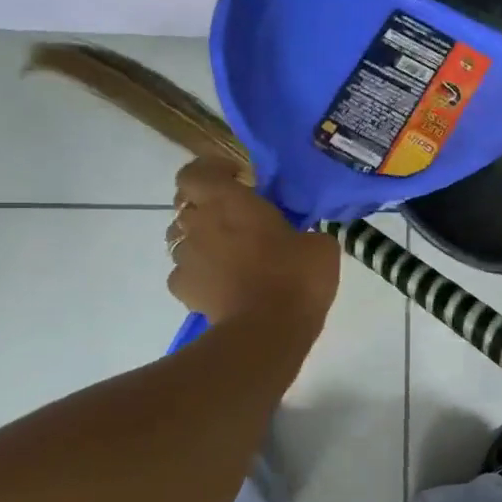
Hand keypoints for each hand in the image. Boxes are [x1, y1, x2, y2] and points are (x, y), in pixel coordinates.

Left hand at [166, 161, 339, 327]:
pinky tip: (223, 283)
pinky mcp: (184, 290)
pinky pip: (185, 272)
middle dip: (207, 205)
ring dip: (202, 239)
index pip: (196, 171)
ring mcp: (185, 258)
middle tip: (236, 217)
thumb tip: (302, 237)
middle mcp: (199, 223)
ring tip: (231, 254)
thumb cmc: (295, 276)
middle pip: (185, 203)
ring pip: (181, 237)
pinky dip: (199, 273)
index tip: (238, 178)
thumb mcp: (320, 245)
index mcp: (228, 201)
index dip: (211, 170)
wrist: (267, 330)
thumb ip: (304, 232)